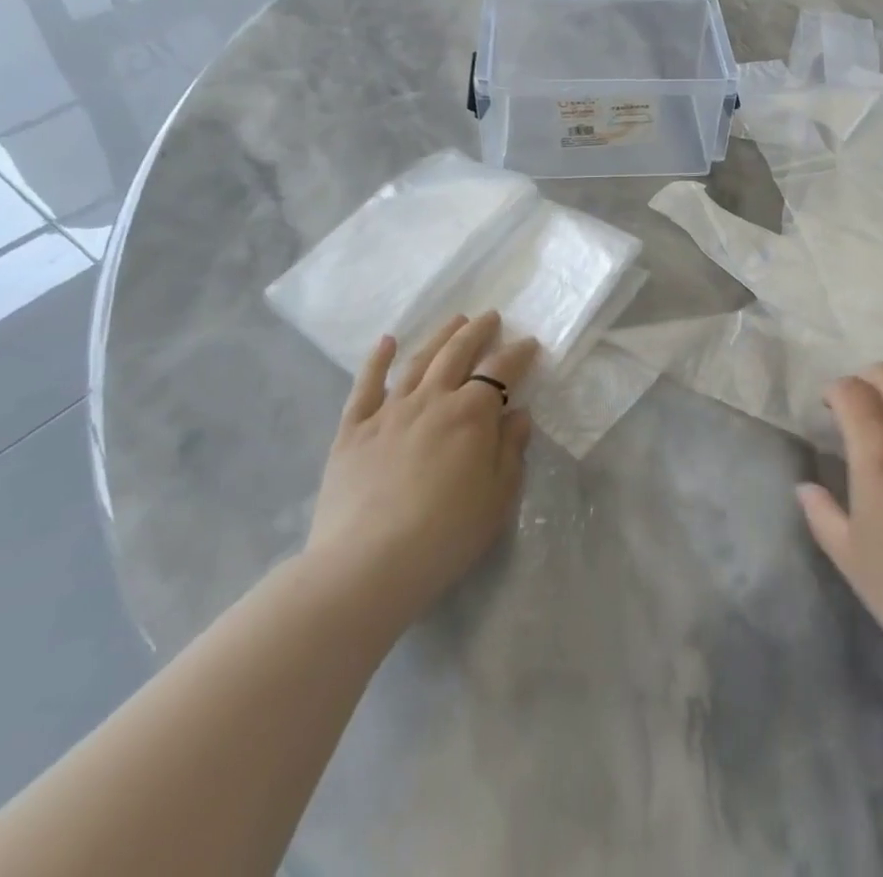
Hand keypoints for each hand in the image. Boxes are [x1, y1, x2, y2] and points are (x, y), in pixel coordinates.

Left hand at [305, 311, 537, 630]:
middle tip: (491, 317)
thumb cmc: (446, 534)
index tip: (530, 344)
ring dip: (439, 336)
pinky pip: (366, 386)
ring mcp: (388, 412)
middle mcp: (431, 400)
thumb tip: (516, 413)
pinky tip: (386, 342)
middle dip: (478, 331)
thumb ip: (511, 449)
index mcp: (471, 414)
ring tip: (454, 320)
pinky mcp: (353, 431)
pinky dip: (377, 360)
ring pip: (418, 361)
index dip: (518, 353)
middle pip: (457, 353)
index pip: (500, 370)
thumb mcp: (499, 496)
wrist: (368, 566)